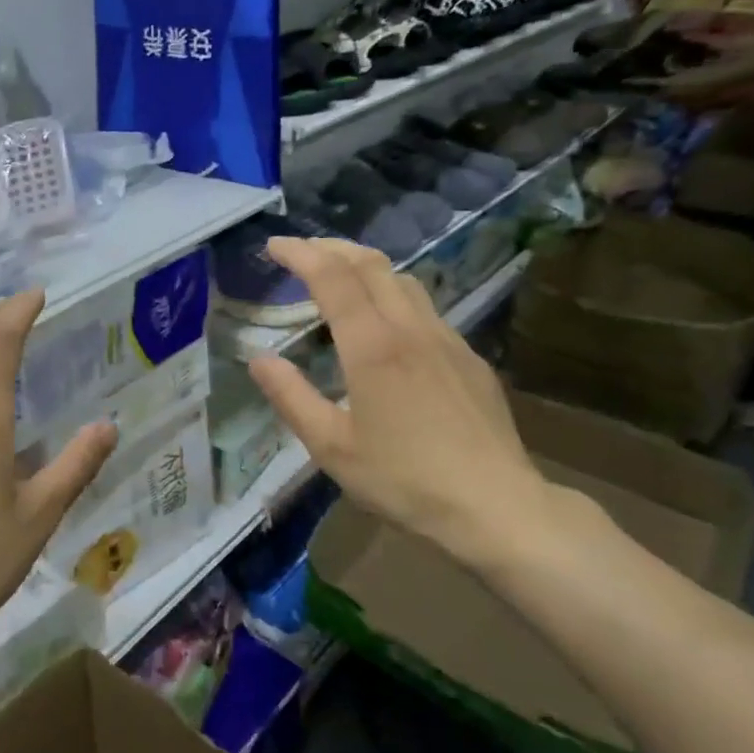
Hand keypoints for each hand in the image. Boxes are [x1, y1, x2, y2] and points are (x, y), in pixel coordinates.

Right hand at [245, 239, 559, 571]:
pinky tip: (386, 323)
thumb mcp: (331, 447)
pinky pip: (425, 308)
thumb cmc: (404, 480)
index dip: (301, 254)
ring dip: (365, 266)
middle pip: (371, 264)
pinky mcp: (468, 358)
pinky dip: (393, 294)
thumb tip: (258, 358)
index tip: (274, 246)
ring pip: (404, 280)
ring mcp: (446, 339)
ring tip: (339, 275)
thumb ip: (291, 397)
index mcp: (373, 346)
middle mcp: (411, 329)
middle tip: (302, 251)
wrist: (495, 506)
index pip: (332, 278)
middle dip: (332, 248)